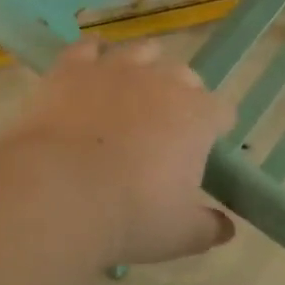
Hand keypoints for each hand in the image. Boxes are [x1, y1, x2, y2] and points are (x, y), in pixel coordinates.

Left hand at [4, 39, 236, 266]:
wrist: (58, 193)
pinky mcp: (73, 68)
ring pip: (141, 51)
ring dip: (143, 67)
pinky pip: (88, 49)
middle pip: (184, 76)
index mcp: (197, 116)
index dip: (216, 128)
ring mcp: (116, 69)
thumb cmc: (131, 216)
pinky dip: (91, 57)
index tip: (205, 148)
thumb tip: (226, 229)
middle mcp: (162, 81)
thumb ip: (208, 229)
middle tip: (164, 127)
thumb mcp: (180, 235)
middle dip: (181, 95)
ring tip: (131, 91)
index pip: (221, 111)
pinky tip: (89, 70)